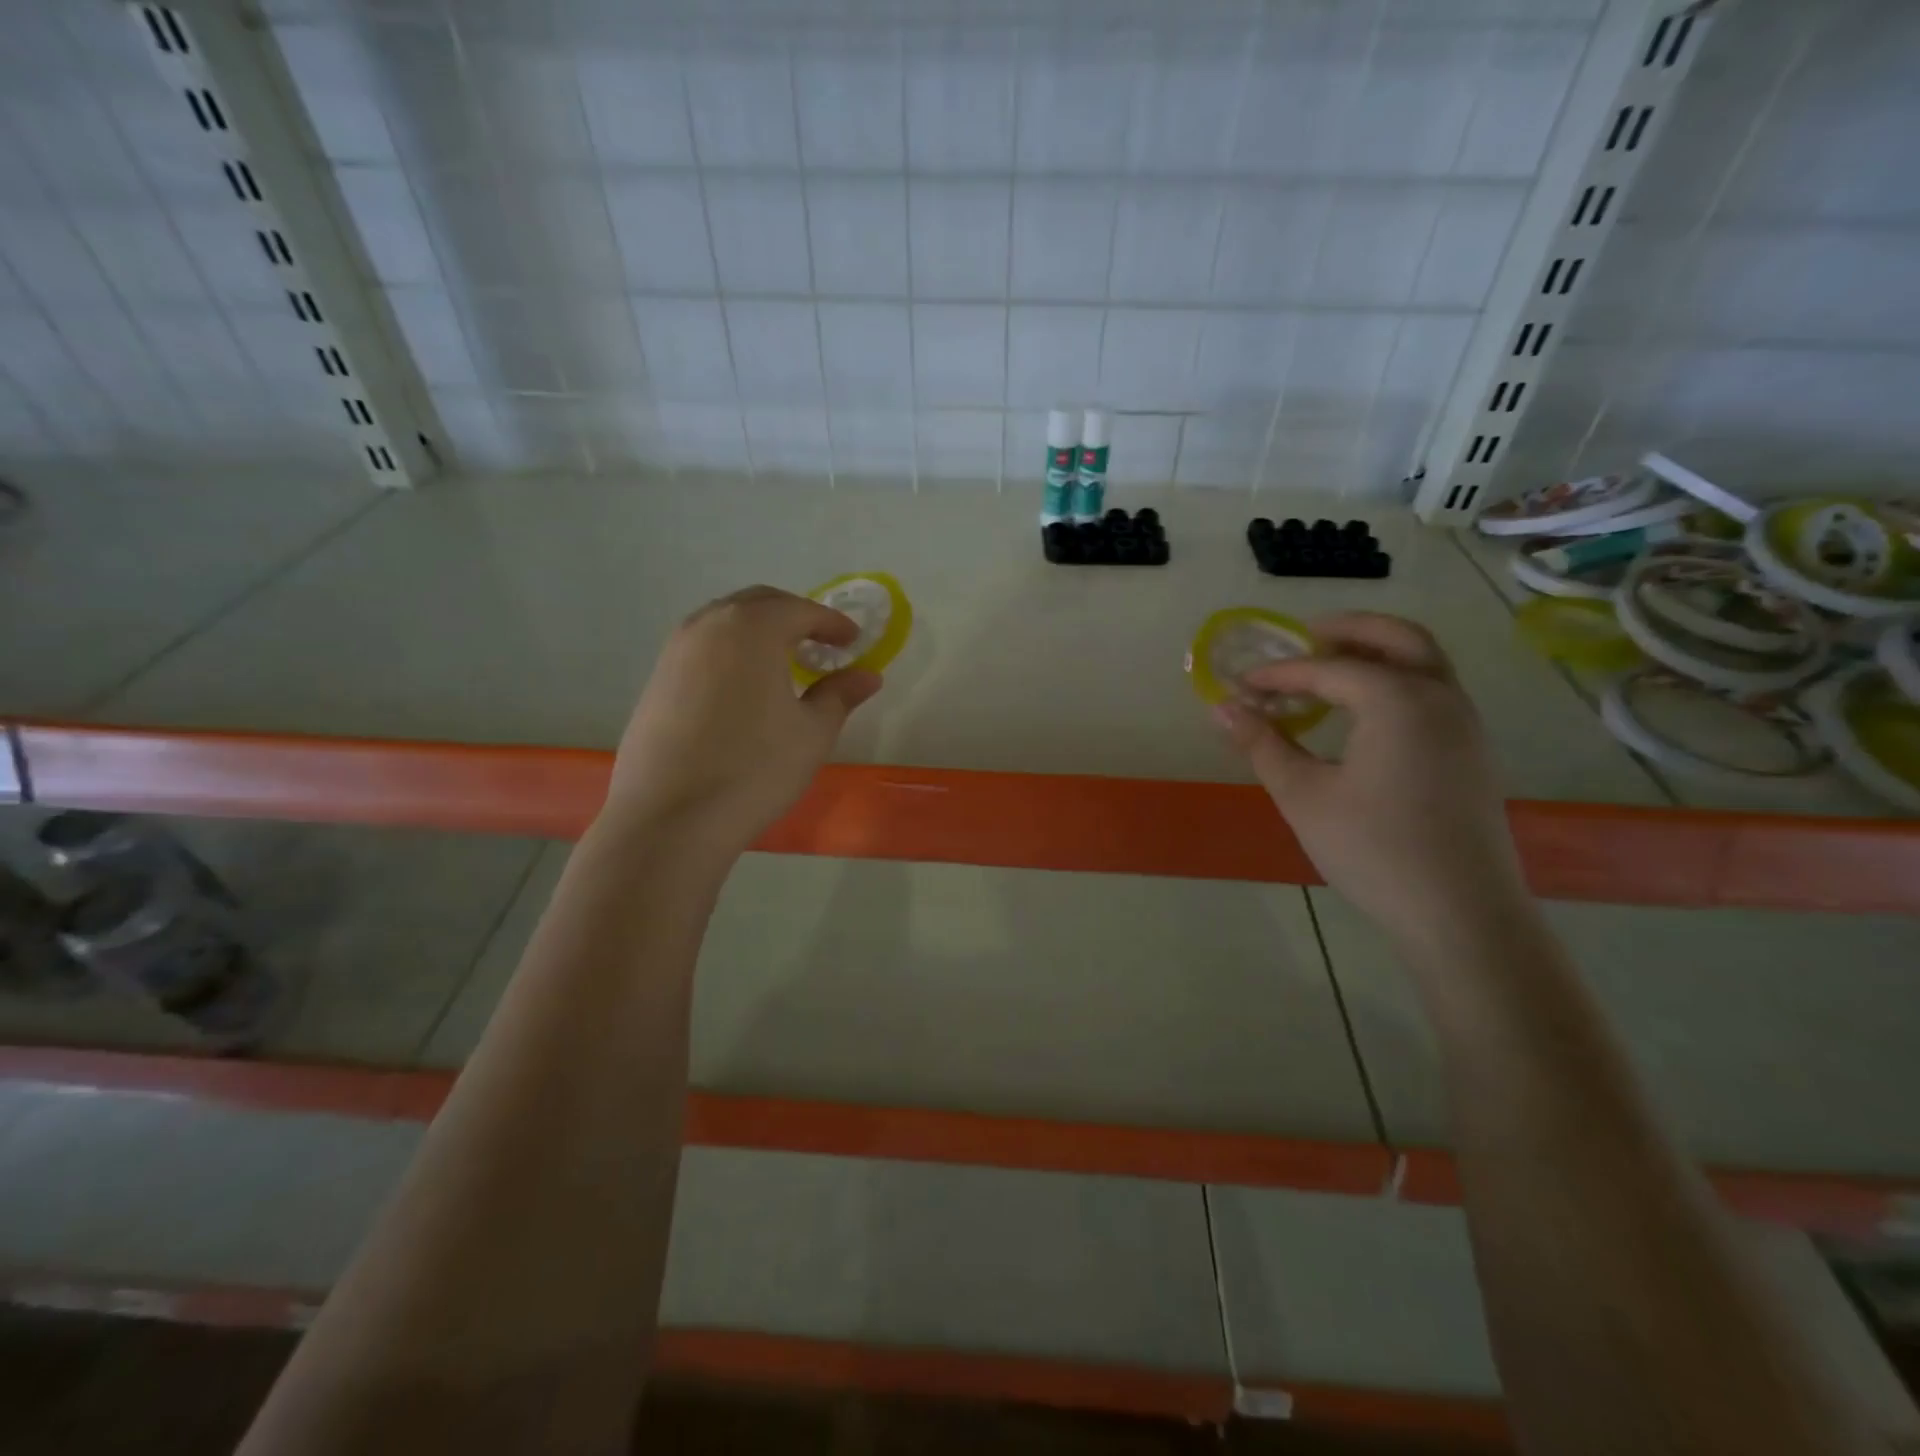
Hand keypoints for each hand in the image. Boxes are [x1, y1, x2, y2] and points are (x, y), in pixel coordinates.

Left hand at [606, 586, 882, 853]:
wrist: (670, 817)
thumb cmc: (754, 769)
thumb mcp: (812, 733)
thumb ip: (840, 695)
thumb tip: (868, 675)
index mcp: (752, 628)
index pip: (801, 610)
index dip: (833, 623)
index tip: (854, 640)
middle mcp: (709, 625)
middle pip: (759, 604)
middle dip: (794, 616)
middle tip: (821, 644)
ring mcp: (675, 651)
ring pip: (725, 622)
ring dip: (759, 631)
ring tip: (783, 663)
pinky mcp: (656, 679)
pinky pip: (703, 647)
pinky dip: (731, 652)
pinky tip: (744, 687)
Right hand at [1213, 613, 1529, 949]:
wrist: (1461, 914)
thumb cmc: (1373, 850)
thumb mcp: (1304, 796)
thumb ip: (1263, 745)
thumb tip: (1222, 709)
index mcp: (1399, 701)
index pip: (1328, 669)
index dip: (1279, 674)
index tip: (1240, 685)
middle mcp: (1440, 697)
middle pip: (1397, 637)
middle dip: (1348, 630)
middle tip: (1304, 638)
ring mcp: (1465, 724)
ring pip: (1423, 662)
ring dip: (1376, 653)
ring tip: (1328, 671)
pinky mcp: (1471, 751)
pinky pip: (1433, 691)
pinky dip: (1397, 680)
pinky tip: (1362, 715)